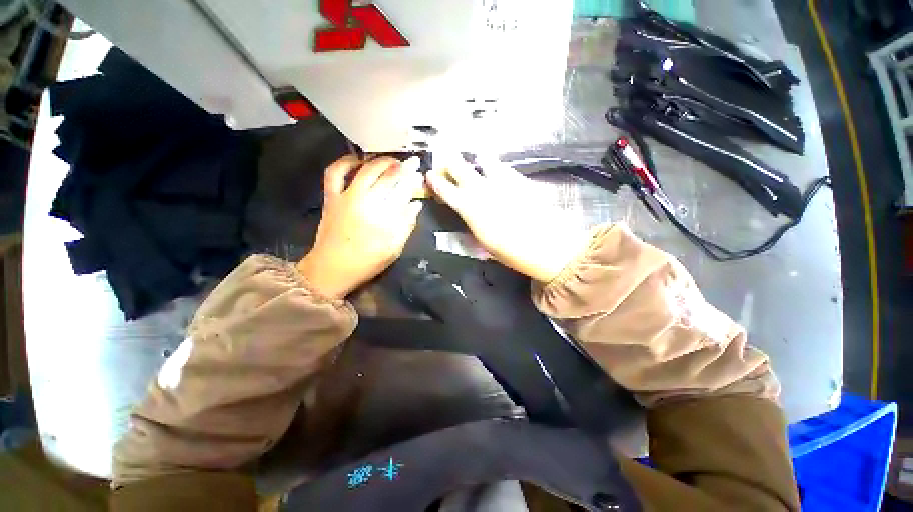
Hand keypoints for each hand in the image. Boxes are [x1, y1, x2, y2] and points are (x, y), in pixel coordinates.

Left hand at [297, 156, 423, 298]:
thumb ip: (406, 225)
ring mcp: (346, 196)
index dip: (413, 178)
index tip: (419, 171)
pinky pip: (335, 173)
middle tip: (410, 162)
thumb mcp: (393, 249)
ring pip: (365, 169)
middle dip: (401, 166)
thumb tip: (415, 204)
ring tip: (387, 161)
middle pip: (387, 175)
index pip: (403, 189)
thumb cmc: (364, 262)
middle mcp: (365, 201)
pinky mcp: (331, 196)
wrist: (330, 269)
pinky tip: (356, 160)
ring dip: (379, 161)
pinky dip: (346, 162)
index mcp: (383, 216)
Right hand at [426, 155, 588, 282]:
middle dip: (451, 161)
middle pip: (461, 168)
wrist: (547, 245)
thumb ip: (472, 224)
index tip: (430, 174)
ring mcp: (502, 181)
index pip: (446, 190)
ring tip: (475, 158)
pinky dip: (496, 166)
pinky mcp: (520, 180)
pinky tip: (497, 169)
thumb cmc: (512, 252)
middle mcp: (482, 190)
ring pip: (484, 162)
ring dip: (476, 160)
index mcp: (470, 208)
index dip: (436, 181)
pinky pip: (504, 167)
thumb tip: (465, 214)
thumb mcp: (485, 242)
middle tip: (446, 156)